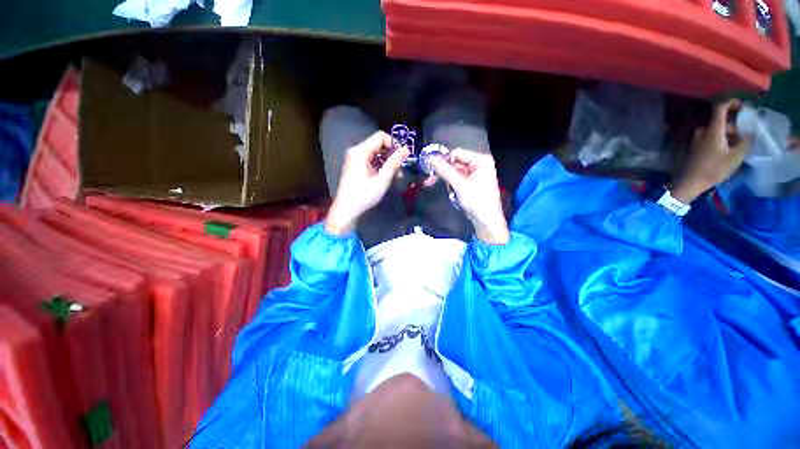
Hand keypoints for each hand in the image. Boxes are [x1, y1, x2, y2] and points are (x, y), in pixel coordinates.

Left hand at [325, 132, 409, 235]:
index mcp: (360, 152)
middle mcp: (356, 151)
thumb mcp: (382, 180)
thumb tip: (406, 149)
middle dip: (392, 155)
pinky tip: (388, 178)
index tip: (403, 156)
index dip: (394, 144)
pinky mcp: (356, 166)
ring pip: (376, 154)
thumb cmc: (364, 195)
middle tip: (401, 169)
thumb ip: (394, 163)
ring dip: (388, 162)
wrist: (346, 209)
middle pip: (378, 145)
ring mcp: (355, 159)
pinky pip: (371, 161)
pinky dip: (381, 167)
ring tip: (397, 176)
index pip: (380, 137)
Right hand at [431, 149, 509, 244]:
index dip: (444, 160)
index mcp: (481, 160)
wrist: (487, 221)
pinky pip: (458, 178)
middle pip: (456, 162)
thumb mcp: (460, 185)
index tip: (431, 169)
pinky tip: (448, 190)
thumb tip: (431, 158)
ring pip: (455, 171)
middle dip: (443, 171)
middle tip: (429, 180)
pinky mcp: (472, 183)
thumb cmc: (477, 201)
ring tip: (435, 186)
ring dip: (446, 178)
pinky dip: (451, 183)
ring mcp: (476, 174)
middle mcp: (479, 164)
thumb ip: (445, 171)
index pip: (458, 153)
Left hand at [669, 99, 752, 202]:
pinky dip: (721, 140)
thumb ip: (746, 142)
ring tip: (738, 147)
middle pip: (721, 121)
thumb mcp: (736, 156)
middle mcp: (703, 131)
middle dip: (735, 126)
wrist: (690, 182)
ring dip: (729, 134)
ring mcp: (697, 139)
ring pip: (717, 130)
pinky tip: (728, 151)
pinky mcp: (696, 147)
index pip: (720, 108)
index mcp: (712, 130)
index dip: (731, 103)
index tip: (743, 106)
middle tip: (746, 137)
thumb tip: (752, 132)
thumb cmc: (713, 169)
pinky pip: (711, 137)